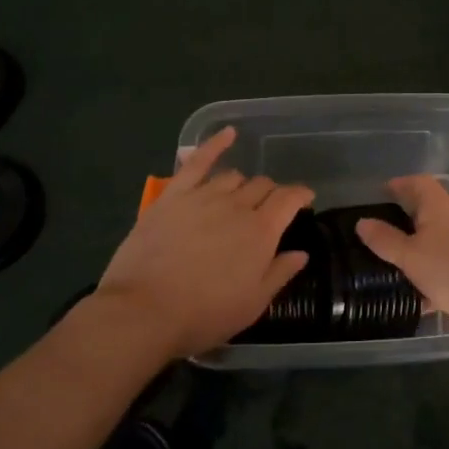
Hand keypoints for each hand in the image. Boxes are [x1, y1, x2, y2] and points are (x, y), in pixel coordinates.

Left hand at [95, 128, 312, 361]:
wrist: (143, 311)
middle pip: (262, 186)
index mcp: (261, 231)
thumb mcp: (251, 305)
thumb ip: (279, 274)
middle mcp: (237, 206)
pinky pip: (198, 161)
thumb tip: (301, 252)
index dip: (301, 196)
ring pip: (233, 177)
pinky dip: (215, 143)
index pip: (289, 199)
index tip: (306, 199)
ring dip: (243, 185)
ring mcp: (203, 196)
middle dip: (271, 194)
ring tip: (239, 198)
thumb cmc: (203, 314)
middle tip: (268, 210)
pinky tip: (228, 133)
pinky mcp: (174, 195)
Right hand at [356, 176, 448, 339]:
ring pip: (444, 233)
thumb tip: (363, 222)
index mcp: (440, 205)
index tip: (382, 193)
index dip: (399, 184)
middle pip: (432, 206)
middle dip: (410, 216)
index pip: (418, 182)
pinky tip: (428, 291)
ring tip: (404, 263)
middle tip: (387, 231)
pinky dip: (439, 264)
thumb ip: (384, 240)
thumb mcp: (409, 257)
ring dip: (425, 243)